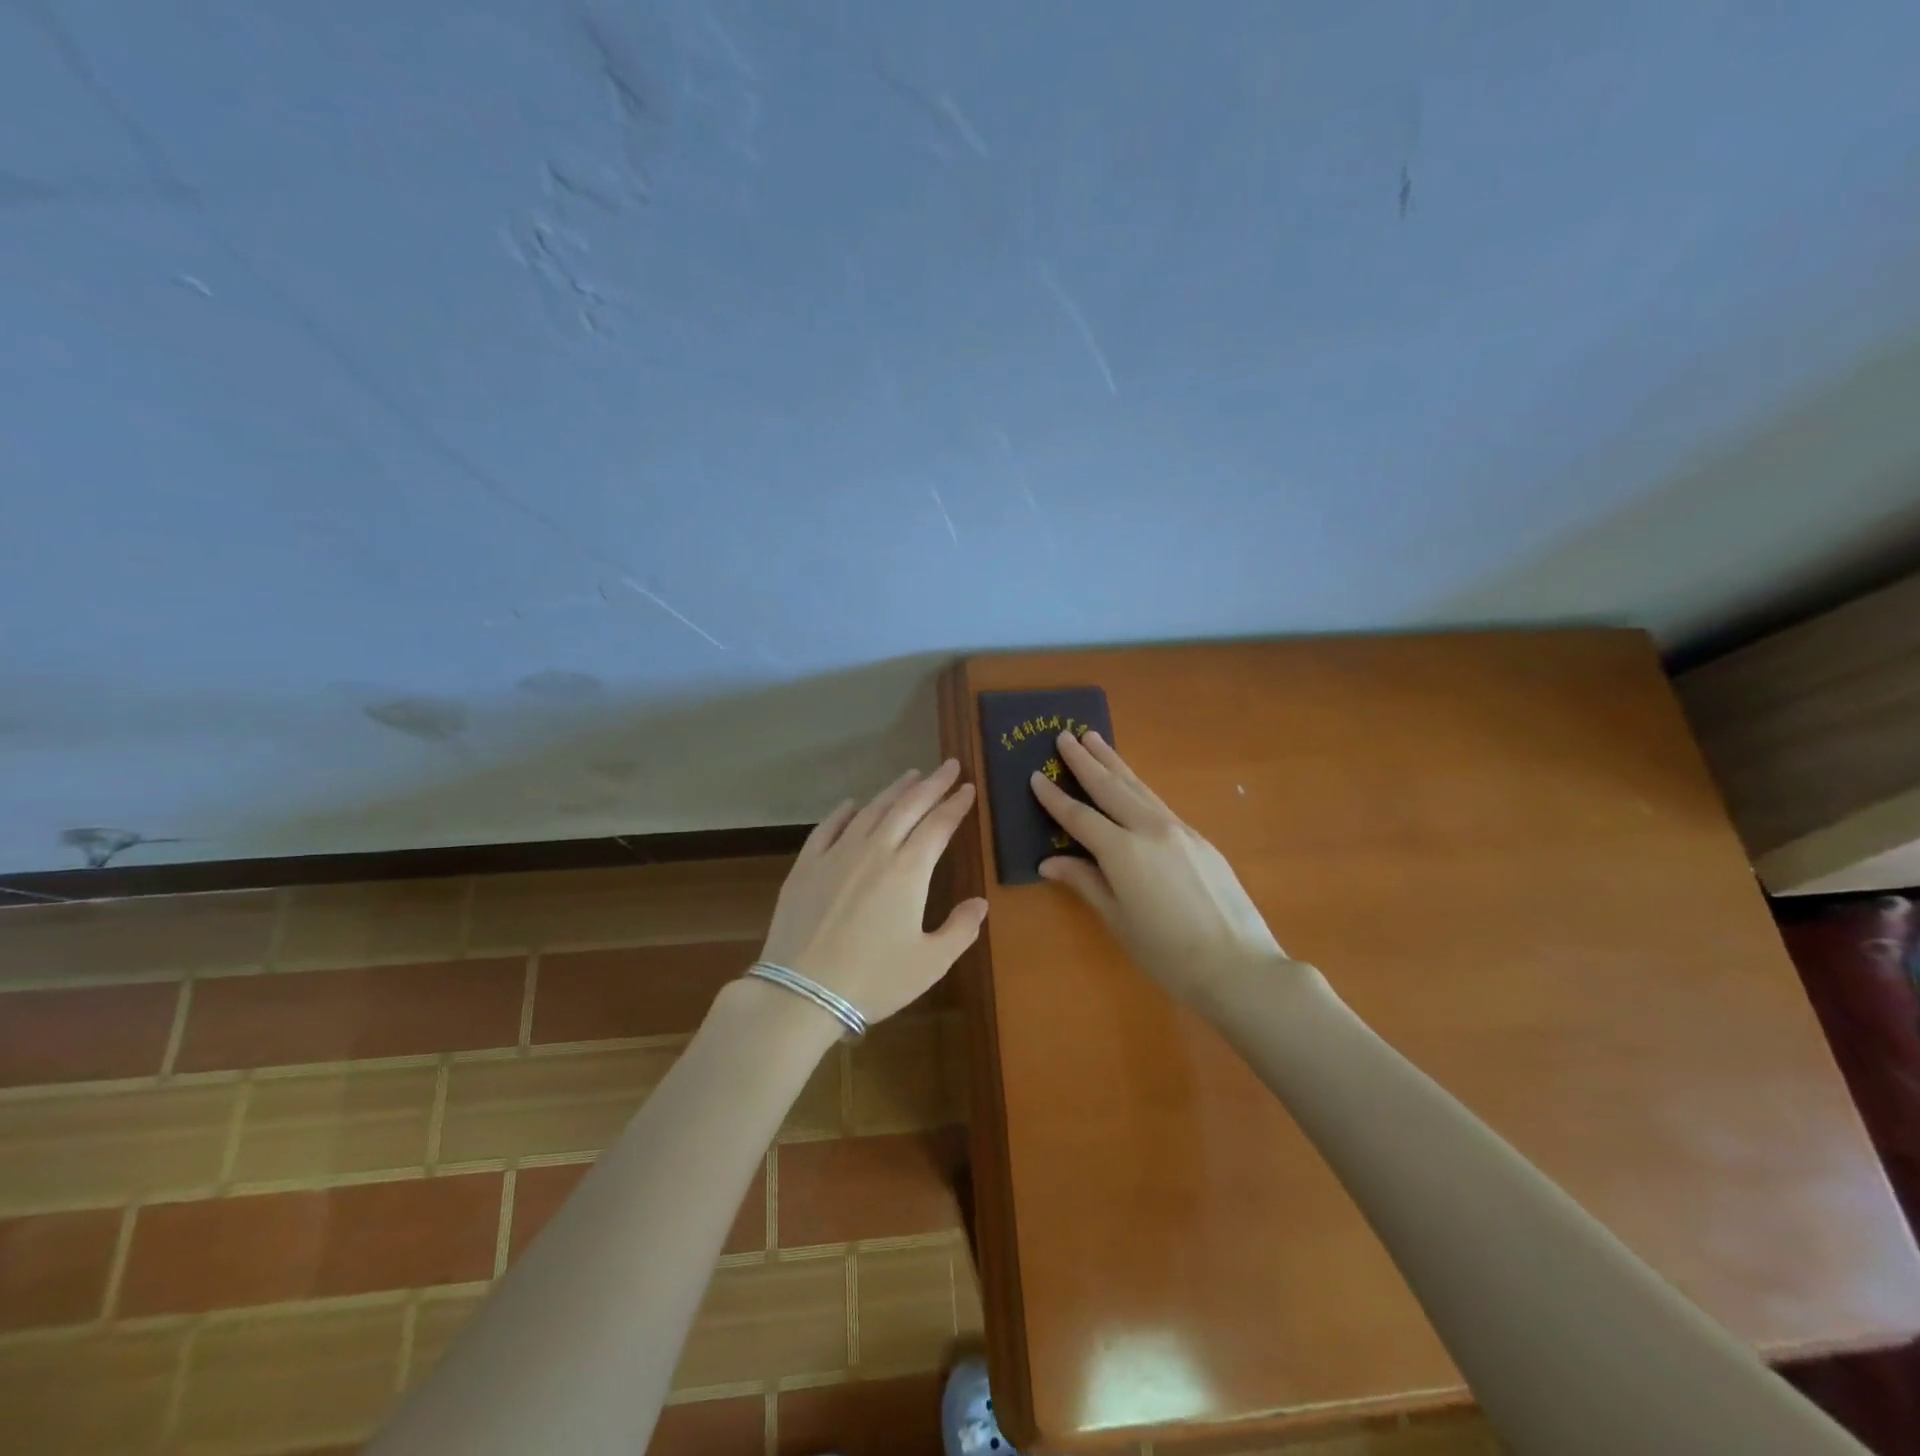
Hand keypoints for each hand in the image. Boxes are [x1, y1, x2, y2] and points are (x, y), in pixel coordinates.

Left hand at [758, 759, 987, 1024]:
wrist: (801, 993)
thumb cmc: (873, 980)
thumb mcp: (930, 963)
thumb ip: (960, 929)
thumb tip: (980, 902)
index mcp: (908, 871)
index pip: (939, 825)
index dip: (956, 804)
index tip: (968, 788)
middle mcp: (874, 851)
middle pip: (908, 807)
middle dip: (932, 784)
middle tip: (948, 765)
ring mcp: (836, 854)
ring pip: (871, 810)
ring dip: (894, 790)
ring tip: (910, 775)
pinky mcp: (806, 866)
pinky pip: (828, 827)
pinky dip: (844, 812)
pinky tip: (852, 804)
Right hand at [1030, 731, 1296, 1007]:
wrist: (1239, 966)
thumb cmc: (1168, 953)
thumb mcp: (1118, 920)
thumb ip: (1085, 883)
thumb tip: (1049, 862)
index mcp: (1123, 851)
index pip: (1079, 816)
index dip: (1054, 797)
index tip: (1034, 776)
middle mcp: (1150, 829)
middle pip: (1110, 786)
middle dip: (1085, 761)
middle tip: (1064, 736)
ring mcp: (1179, 830)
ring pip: (1138, 787)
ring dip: (1113, 762)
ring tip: (1094, 739)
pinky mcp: (1200, 838)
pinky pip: (1159, 803)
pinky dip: (1137, 787)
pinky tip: (1132, 785)